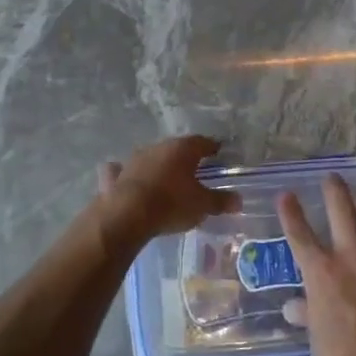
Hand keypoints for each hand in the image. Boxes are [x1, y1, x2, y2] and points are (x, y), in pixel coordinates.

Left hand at [93, 135, 238, 248]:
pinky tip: (125, 177)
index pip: (202, 142)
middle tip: (193, 167)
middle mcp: (158, 147)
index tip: (217, 151)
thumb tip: (239, 200)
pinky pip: (121, 170)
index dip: (211, 147)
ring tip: (165, 177)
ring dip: (158, 164)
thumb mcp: (202, 205)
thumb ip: (220, 201)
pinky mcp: (116, 175)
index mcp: (182, 149)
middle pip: (176, 148)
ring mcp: (134, 159)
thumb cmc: (172, 204)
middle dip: (184, 156)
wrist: (128, 214)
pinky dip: (124, 172)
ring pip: (150, 156)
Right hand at [279, 174, 355, 355]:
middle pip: (342, 212)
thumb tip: (295, 308)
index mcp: (321, 274)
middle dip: (335, 191)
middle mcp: (351, 260)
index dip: (291, 213)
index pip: (300, 235)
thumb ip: (308, 314)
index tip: (286, 195)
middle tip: (332, 177)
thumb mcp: (315, 340)